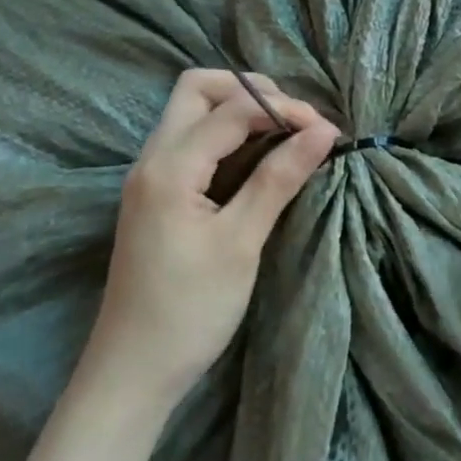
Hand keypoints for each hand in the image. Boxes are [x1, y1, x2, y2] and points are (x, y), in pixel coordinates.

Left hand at [94, 69, 338, 398]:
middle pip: (197, 89)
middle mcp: (152, 158)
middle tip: (296, 120)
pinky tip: (259, 157)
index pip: (232, 109)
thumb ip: (279, 179)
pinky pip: (192, 142)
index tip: (328, 131)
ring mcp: (150, 176)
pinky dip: (228, 136)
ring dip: (239, 110)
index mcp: (169, 166)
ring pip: (192, 113)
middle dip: (251, 91)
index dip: (284, 109)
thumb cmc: (190, 310)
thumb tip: (324, 131)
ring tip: (286, 134)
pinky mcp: (157, 195)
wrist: (133, 371)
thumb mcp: (241, 242)